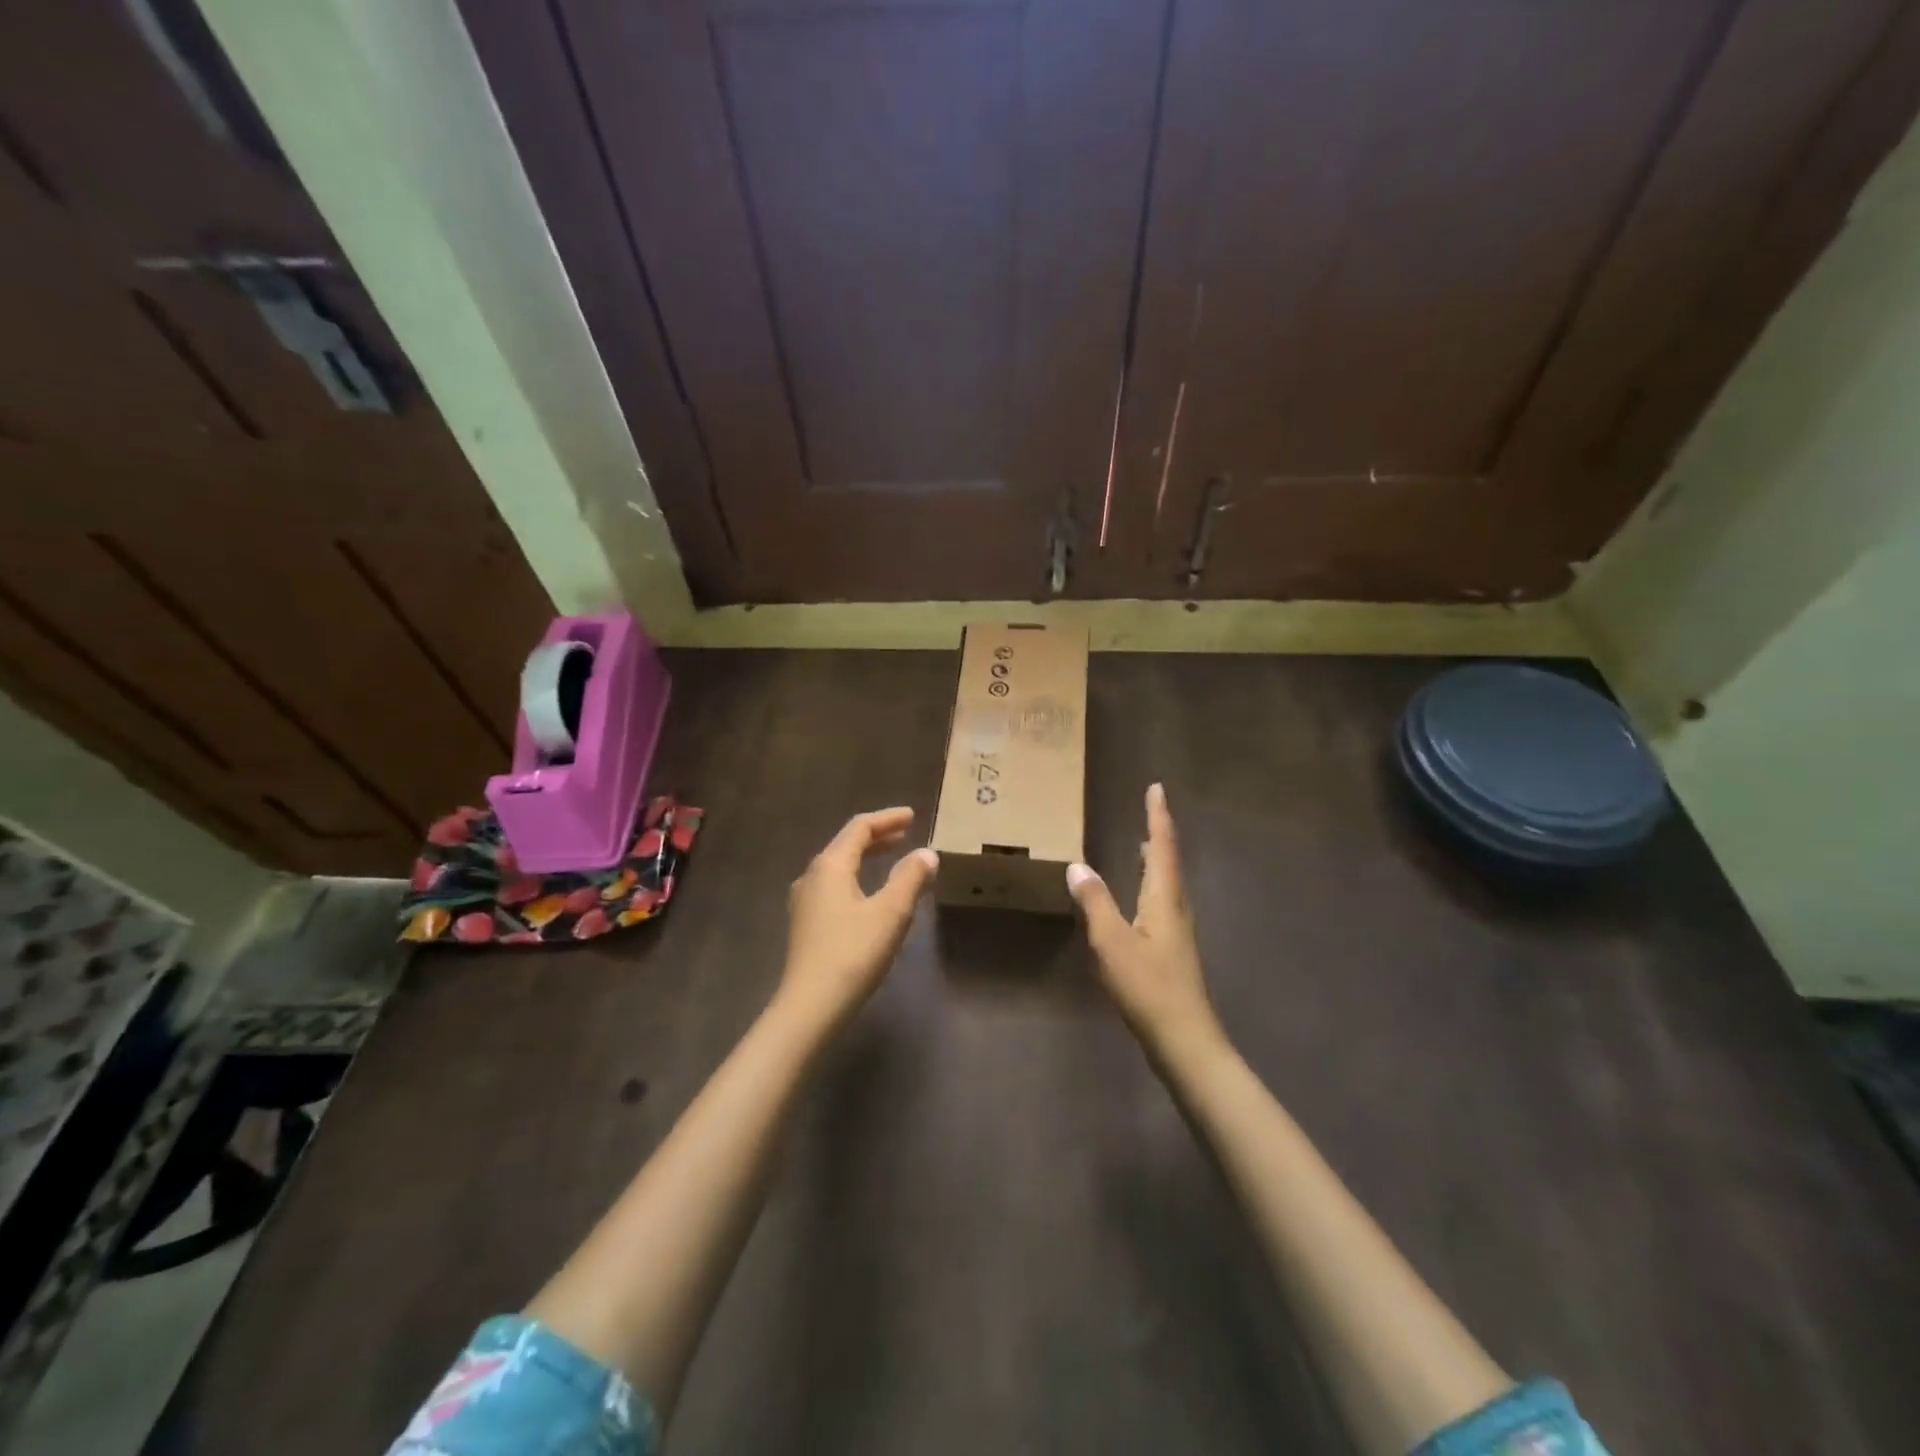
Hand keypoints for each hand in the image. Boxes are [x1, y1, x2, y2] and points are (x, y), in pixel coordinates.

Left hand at [779, 807, 937, 1034]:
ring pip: (840, 866)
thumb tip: (927, 853)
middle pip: (847, 844)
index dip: (888, 819)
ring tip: (893, 858)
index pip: (860, 827)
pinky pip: (835, 886)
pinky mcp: (805, 923)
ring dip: (867, 857)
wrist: (810, 1006)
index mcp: (831, 865)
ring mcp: (805, 900)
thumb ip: (910, 878)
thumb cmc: (853, 953)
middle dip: (878, 836)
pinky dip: (857, 877)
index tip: (913, 816)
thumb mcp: (891, 913)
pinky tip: (871, 893)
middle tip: (906, 833)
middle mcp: (812, 875)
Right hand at [1068, 784, 1223, 1063]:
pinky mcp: (1173, 950)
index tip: (1157, 788)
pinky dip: (1152, 884)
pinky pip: (1162, 902)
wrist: (1184, 1039)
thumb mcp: (1112, 941)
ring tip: (1145, 844)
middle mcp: (1176, 907)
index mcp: (1164, 898)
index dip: (1158, 816)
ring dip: (1157, 859)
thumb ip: (1095, 902)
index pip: (1162, 846)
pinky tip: (1140, 898)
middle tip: (1150, 810)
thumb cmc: (1148, 986)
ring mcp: (1177, 930)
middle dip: (1160, 833)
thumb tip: (1077, 865)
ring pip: (1167, 883)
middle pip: (1170, 861)